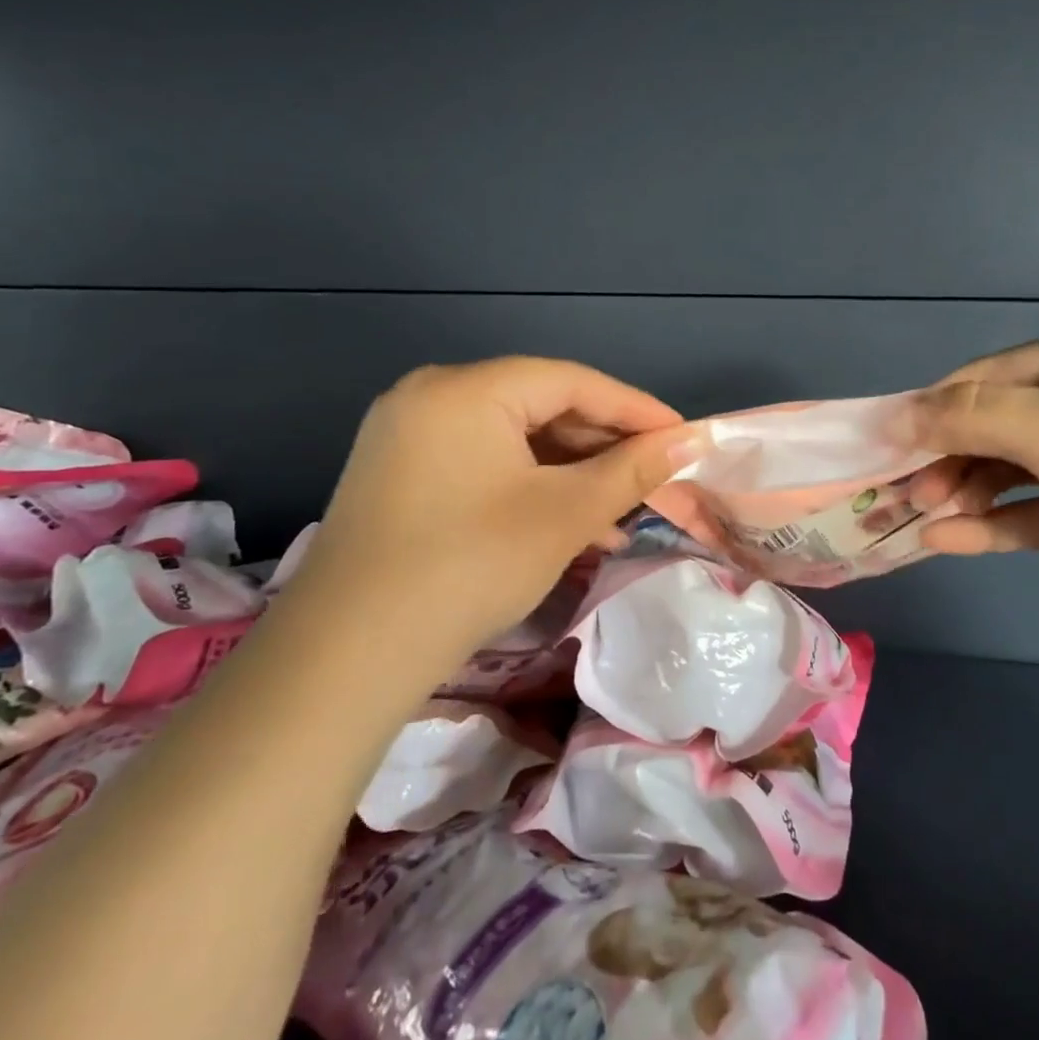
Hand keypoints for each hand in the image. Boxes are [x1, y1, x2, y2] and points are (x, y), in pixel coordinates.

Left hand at [278, 357, 695, 657]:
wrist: (347, 657)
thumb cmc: (469, 566)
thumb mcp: (564, 514)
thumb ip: (631, 470)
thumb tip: (690, 441)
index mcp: (466, 389)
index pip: (572, 382)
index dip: (635, 409)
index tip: (685, 437)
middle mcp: (432, 397)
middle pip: (541, 407)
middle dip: (604, 448)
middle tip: (656, 478)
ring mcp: (409, 437)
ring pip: (515, 442)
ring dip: (572, 475)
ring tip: (622, 514)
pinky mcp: (401, 477)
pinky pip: (485, 466)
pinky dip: (530, 490)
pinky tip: (571, 527)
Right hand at [908, 333, 1038, 640]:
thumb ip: (970, 418)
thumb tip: (894, 416)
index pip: (983, 380)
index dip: (929, 410)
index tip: (881, 446)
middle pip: (989, 427)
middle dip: (942, 458)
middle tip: (898, 494)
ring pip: (1004, 474)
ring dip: (960, 495)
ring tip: (916, 519)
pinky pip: (1029, 516)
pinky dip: (989, 527)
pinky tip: (945, 543)